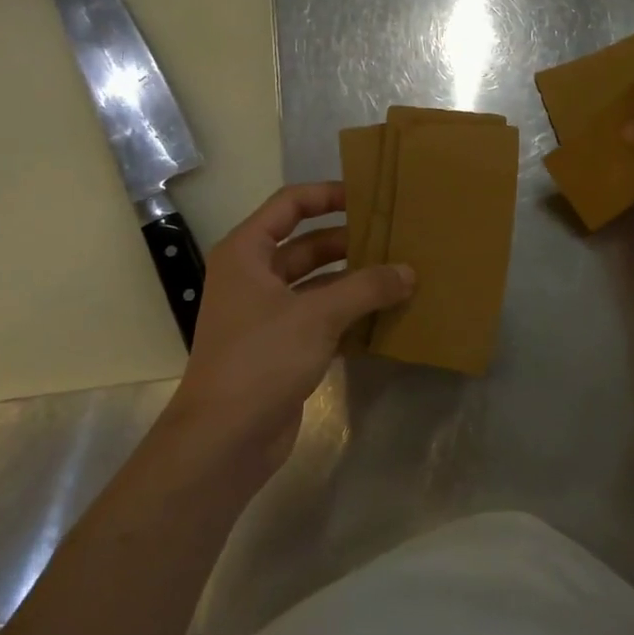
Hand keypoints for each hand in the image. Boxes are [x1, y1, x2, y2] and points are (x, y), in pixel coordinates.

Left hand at [169, 182, 412, 481]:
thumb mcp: (317, 315)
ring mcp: (267, 314)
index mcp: (247, 253)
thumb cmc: (261, 359)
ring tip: (400, 274)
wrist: (224, 438)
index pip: (290, 205)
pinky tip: (386, 314)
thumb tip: (409, 272)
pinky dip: (350, 313)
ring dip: (354, 280)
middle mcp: (254, 277)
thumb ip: (366, 288)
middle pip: (307, 244)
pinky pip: (321, 317)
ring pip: (318, 283)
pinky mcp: (282, 347)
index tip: (369, 197)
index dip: (328, 195)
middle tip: (396, 238)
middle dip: (350, 241)